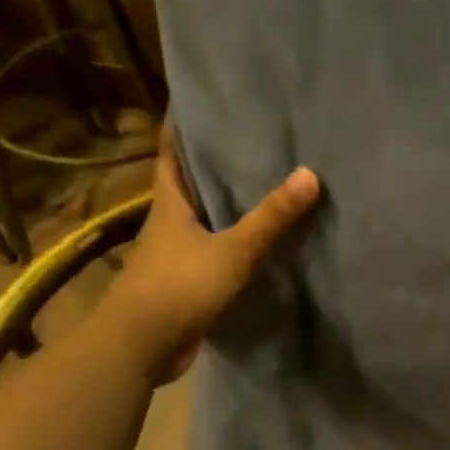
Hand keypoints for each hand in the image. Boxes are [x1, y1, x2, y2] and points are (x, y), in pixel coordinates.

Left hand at [101, 131, 320, 383]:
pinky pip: (217, 249)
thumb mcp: (232, 250)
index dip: (183, 126)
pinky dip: (237, 240)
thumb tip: (310, 173)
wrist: (140, 348)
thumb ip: (270, 217)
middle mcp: (170, 222)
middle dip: (216, 162)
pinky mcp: (189, 280)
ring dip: (230, 203)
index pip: (171, 153)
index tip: (203, 102)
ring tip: (268, 183)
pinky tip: (264, 239)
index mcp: (170, 204)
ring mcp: (178, 253)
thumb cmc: (178, 287)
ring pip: (207, 218)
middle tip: (254, 139)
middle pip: (192, 183)